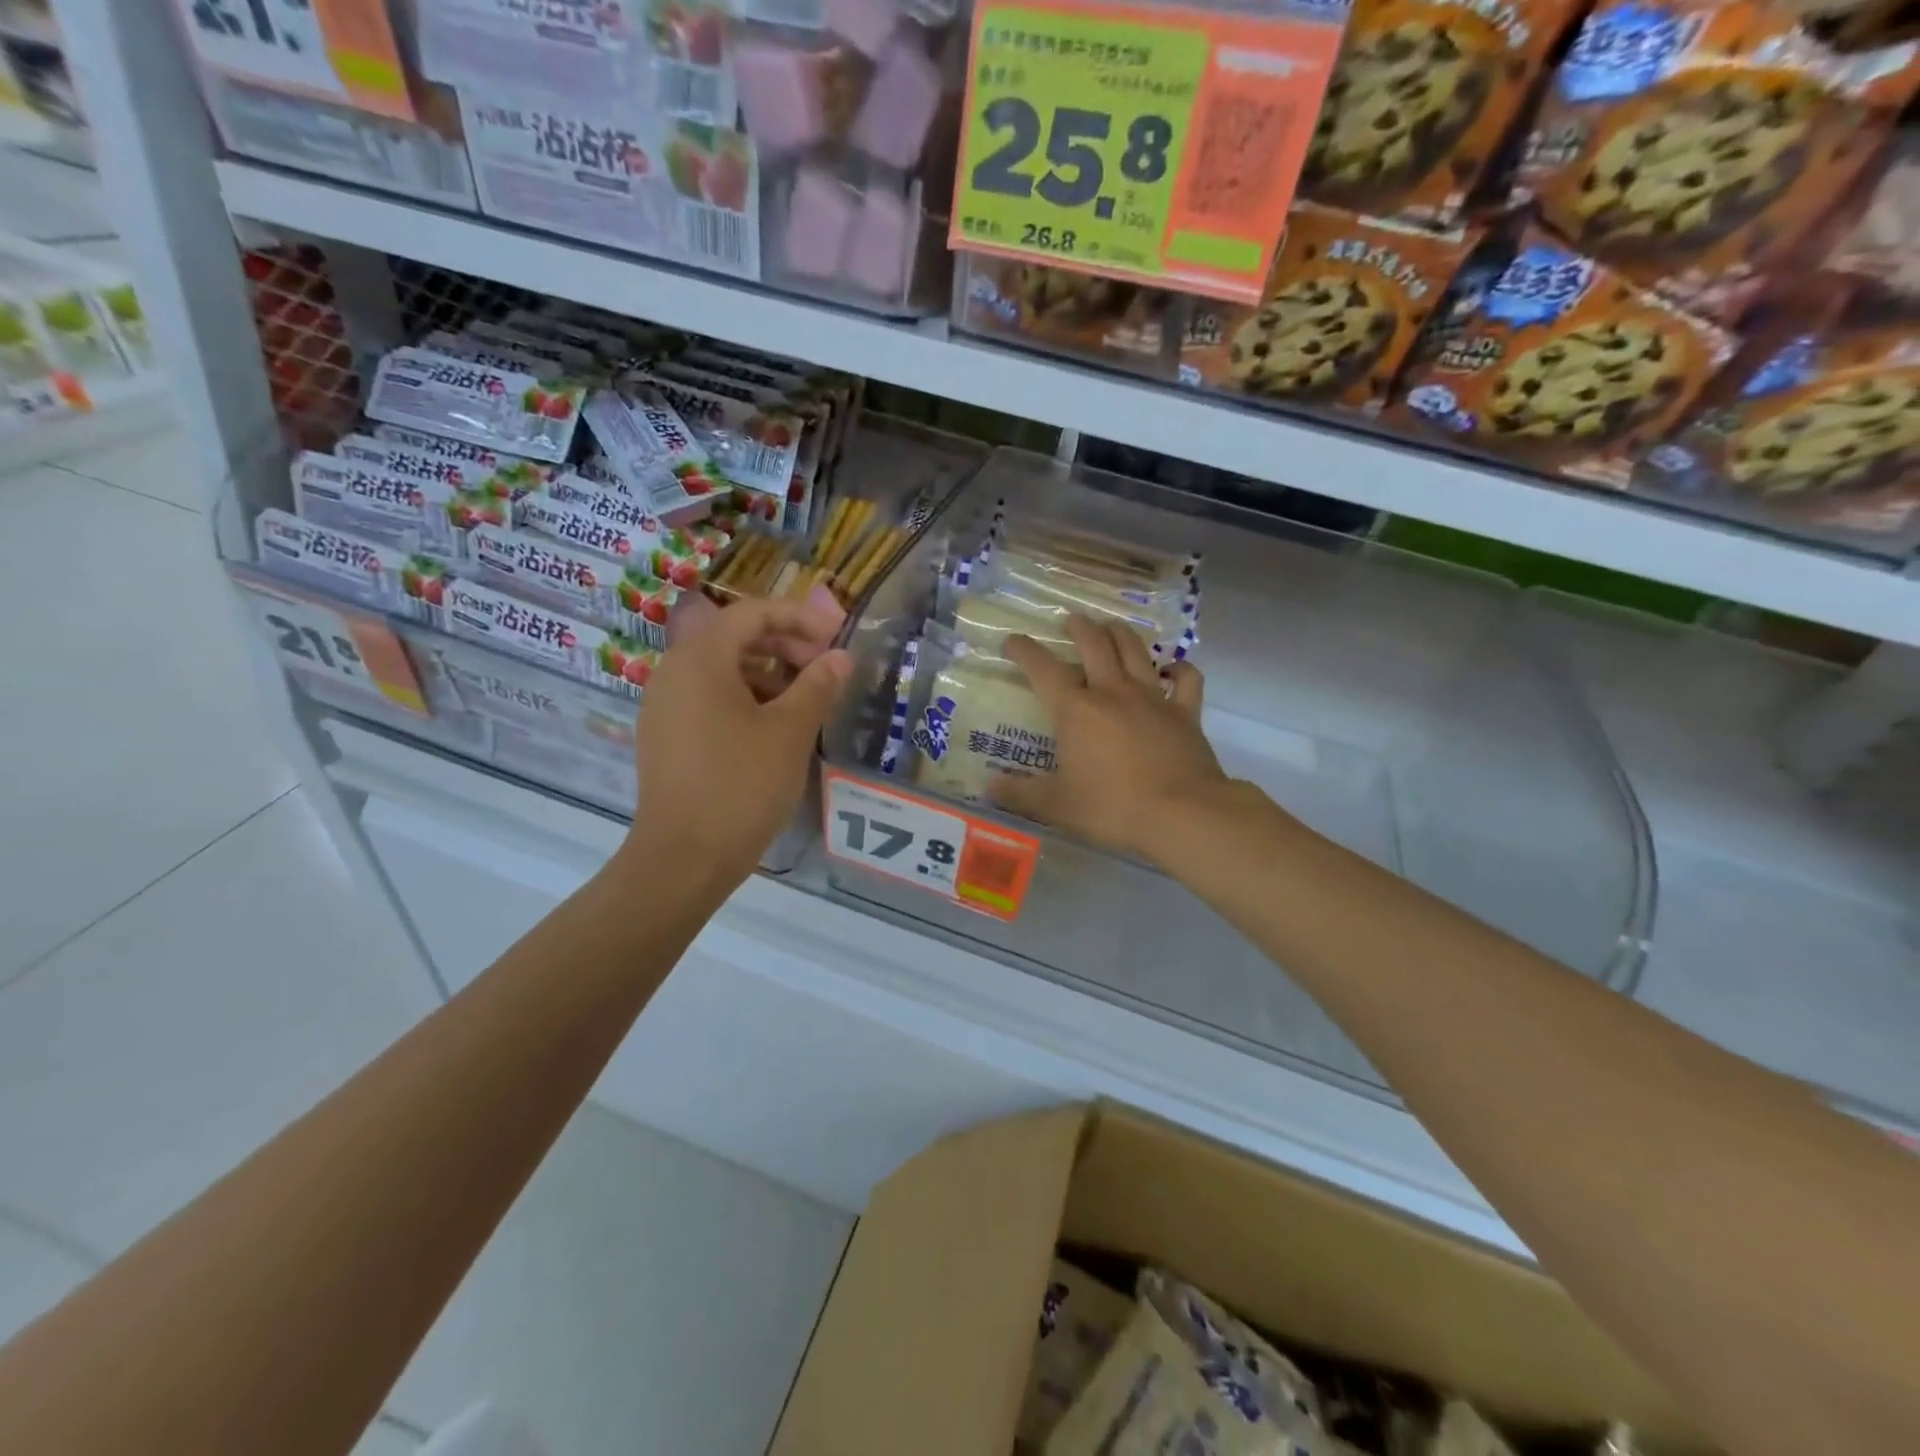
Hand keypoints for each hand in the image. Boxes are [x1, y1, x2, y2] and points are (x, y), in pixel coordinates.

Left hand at [627, 589, 850, 892]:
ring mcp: (665, 705)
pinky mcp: (666, 736)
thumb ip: (818, 685)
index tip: (835, 635)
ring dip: (768, 673)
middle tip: (824, 667)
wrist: (683, 858)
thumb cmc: (741, 785)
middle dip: (784, 644)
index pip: (751, 612)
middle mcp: (674, 671)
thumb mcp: (790, 731)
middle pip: (734, 637)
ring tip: (805, 700)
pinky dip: (745, 698)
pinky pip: (709, 698)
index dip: (798, 617)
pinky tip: (774, 728)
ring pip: (722, 670)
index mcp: (700, 658)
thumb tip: (840, 656)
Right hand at [992, 616, 1229, 864]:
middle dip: (1079, 627)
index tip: (1012, 641)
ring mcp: (1153, 698)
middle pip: (1095, 644)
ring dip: (1120, 633)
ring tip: (1110, 626)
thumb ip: (1021, 795)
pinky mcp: (1185, 712)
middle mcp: (1112, 692)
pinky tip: (1171, 667)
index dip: (1024, 650)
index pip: (1043, 669)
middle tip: (1071, 620)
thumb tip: (988, 787)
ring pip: (1135, 650)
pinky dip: (1179, 668)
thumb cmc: (1112, 808)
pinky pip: (1186, 678)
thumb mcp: (1057, 807)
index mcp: (1076, 710)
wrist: (1182, 814)